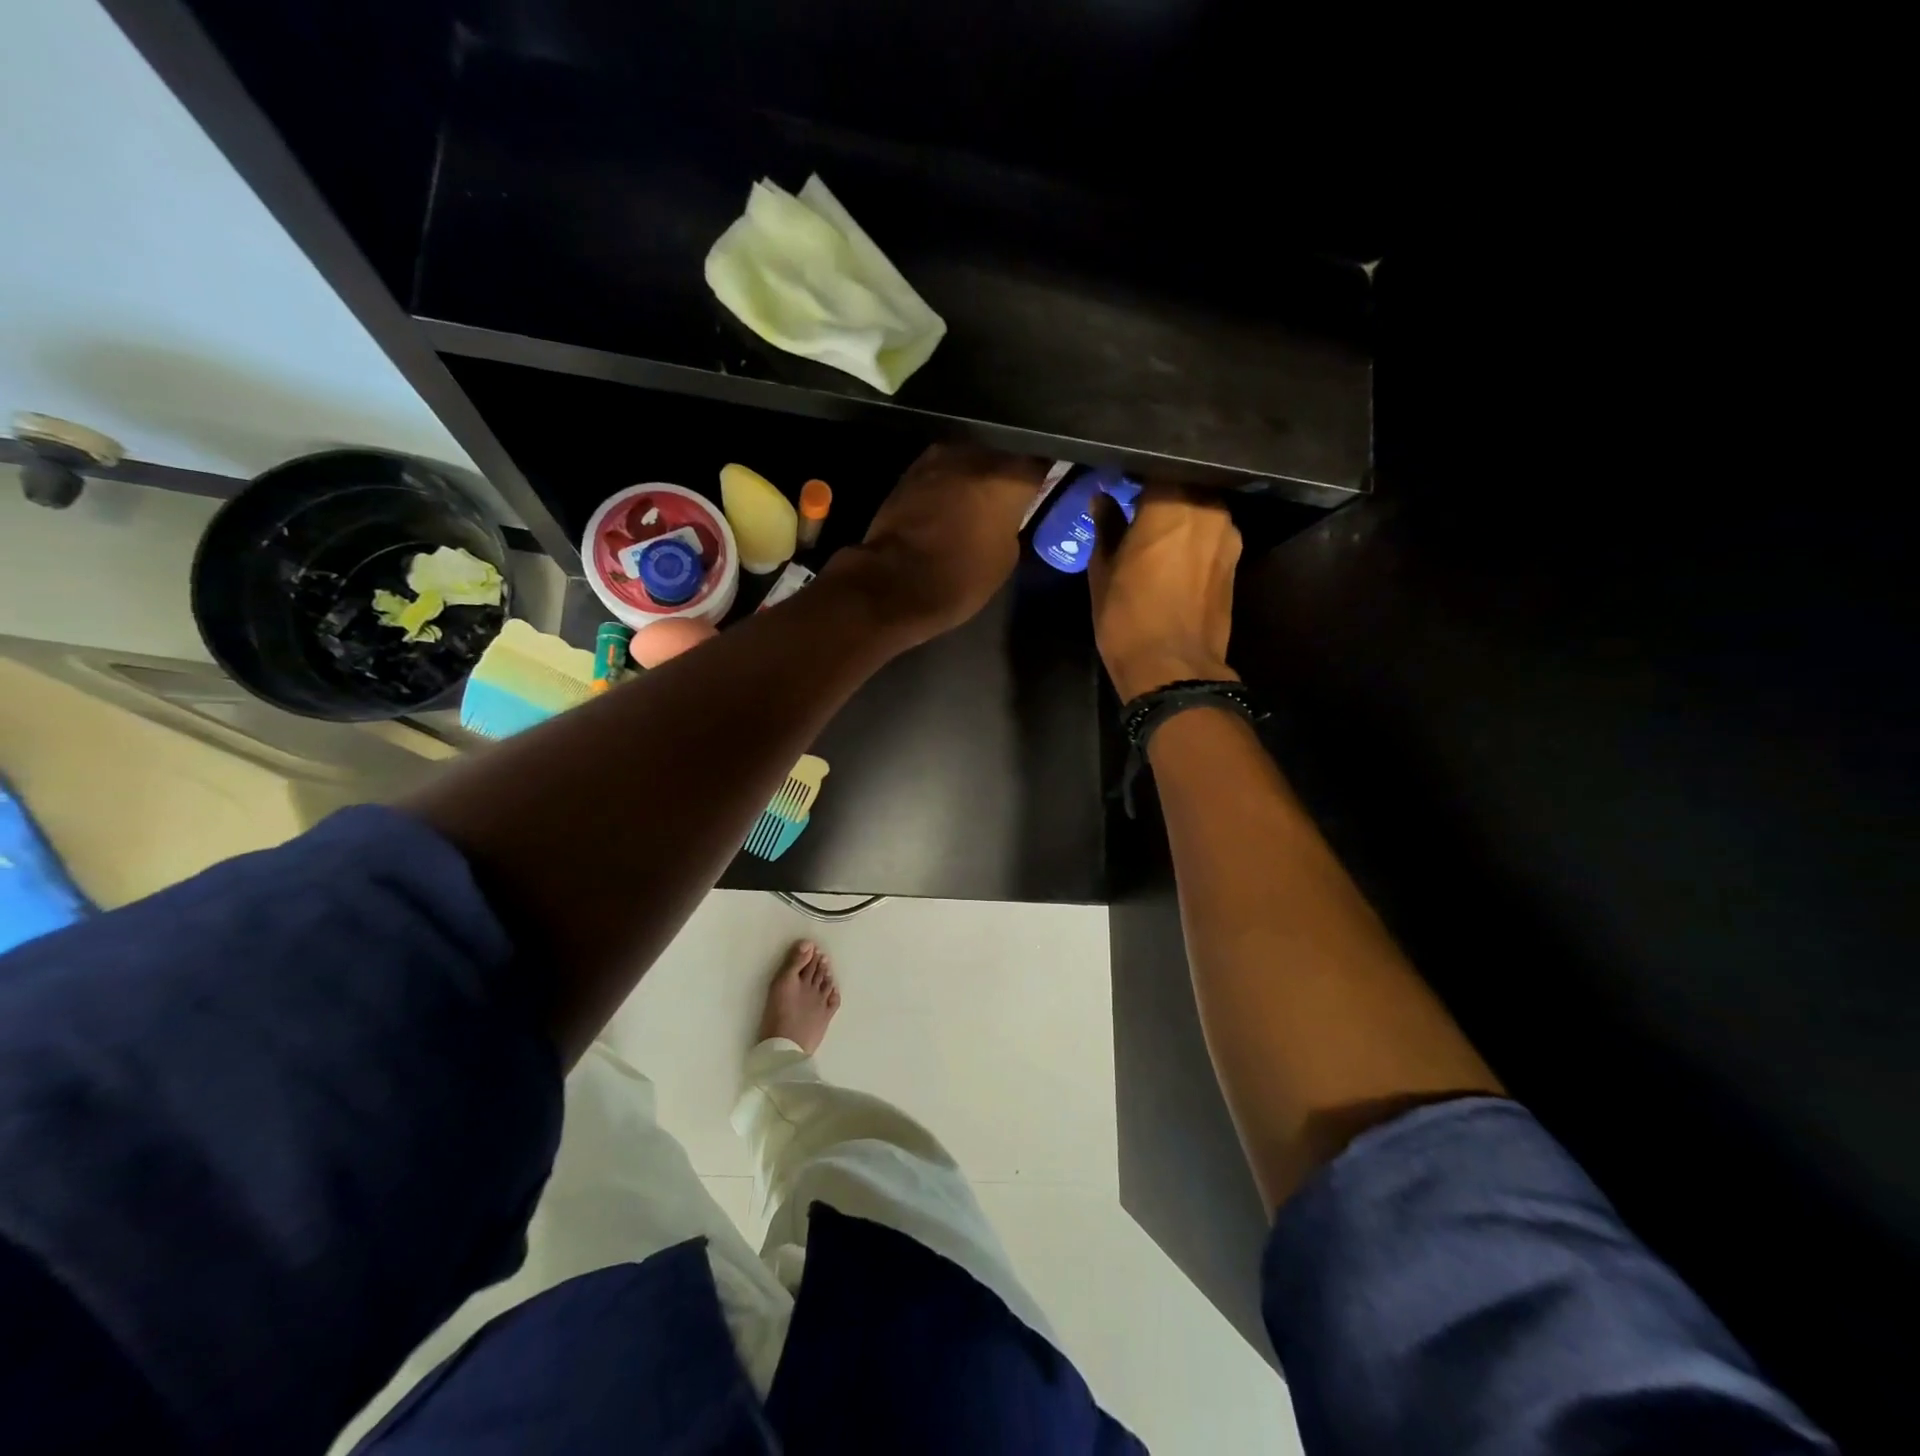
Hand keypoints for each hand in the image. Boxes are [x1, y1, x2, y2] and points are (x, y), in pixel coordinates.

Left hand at [828, 443, 1049, 646]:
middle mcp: (977, 453)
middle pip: (1003, 452)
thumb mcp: (1006, 557)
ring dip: (976, 473)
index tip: (1048, 483)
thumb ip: (1012, 522)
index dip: (1046, 472)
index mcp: (1010, 475)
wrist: (895, 582)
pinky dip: (950, 482)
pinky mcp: (911, 470)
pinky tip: (952, 500)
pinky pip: (942, 470)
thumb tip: (1006, 512)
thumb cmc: (961, 577)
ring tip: (980, 495)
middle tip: (1012, 490)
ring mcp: (939, 457)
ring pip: (970, 457)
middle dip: (1008, 468)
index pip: (1042, 461)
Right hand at [1088, 485, 1241, 701]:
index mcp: (1170, 503)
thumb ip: (1107, 528)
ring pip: (1202, 508)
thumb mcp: (1104, 572)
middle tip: (1136, 504)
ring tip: (1156, 531)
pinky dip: (1195, 536)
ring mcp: (1228, 535)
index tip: (1119, 481)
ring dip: (1181, 514)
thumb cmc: (1127, 618)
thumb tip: (1103, 499)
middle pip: (1184, 484)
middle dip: (1162, 491)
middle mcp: (1207, 509)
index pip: (1155, 467)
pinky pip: (1212, 534)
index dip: (1136, 473)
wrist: (1173, 669)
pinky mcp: (1236, 560)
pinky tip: (1175, 555)